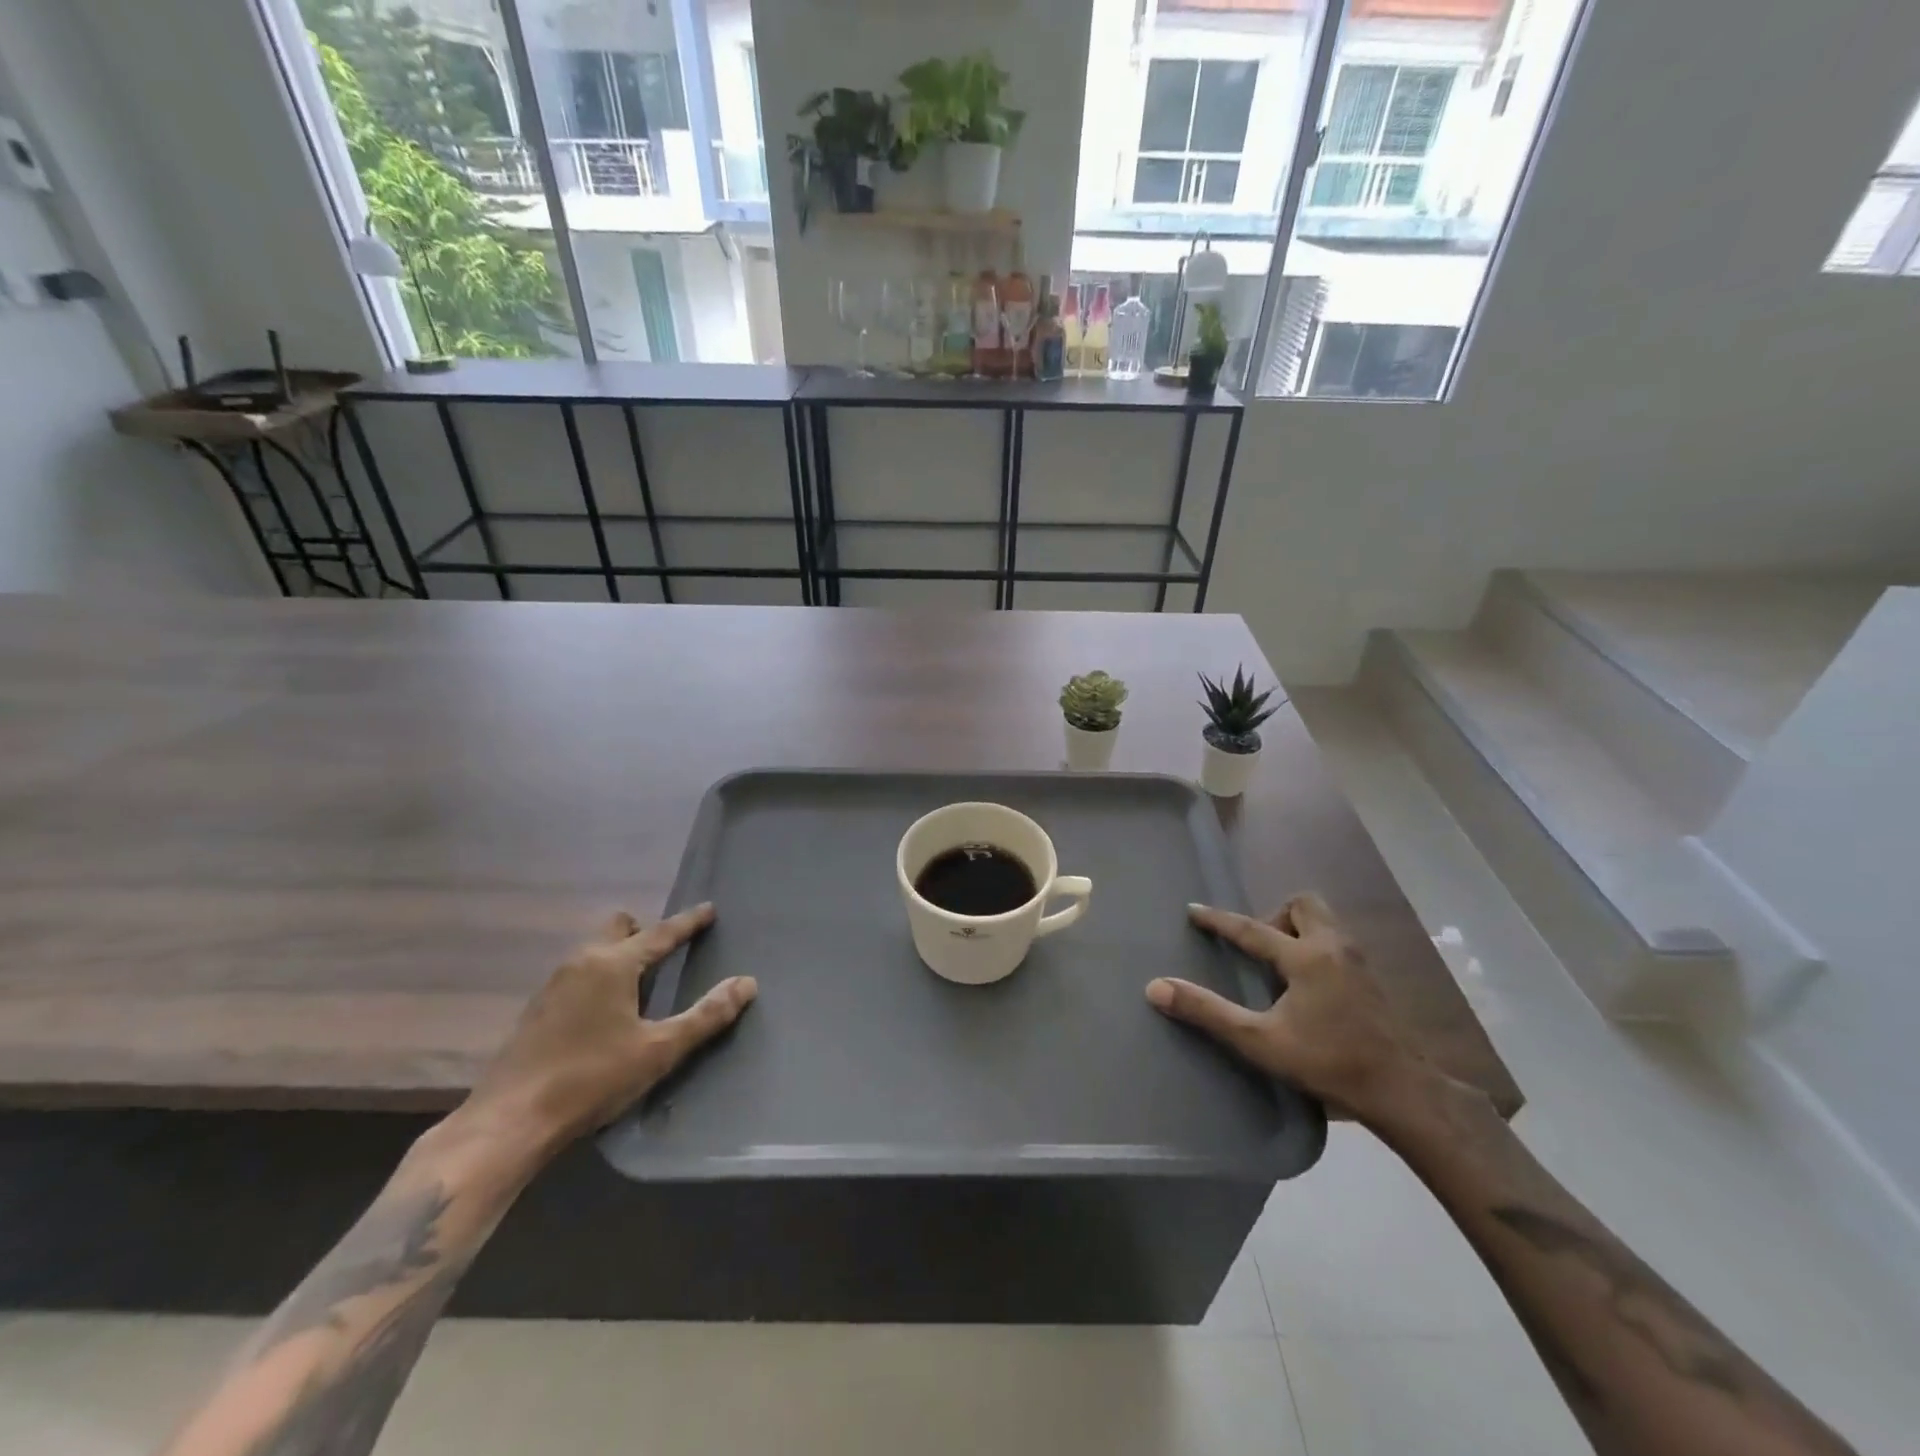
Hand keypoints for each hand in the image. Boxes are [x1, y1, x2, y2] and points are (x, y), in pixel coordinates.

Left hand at [459, 905, 756, 1157]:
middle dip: (645, 932)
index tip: (709, 909)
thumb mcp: (659, 1050)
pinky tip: (606, 1011)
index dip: (689, 922)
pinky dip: (600, 977)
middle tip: (668, 952)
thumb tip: (747, 983)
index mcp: (614, 964)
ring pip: (595, 950)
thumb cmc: (592, 1079)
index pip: (661, 933)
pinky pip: (579, 973)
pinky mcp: (538, 1009)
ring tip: (642, 982)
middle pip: (619, 928)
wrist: (508, 1123)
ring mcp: (554, 984)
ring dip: (621, 954)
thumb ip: (706, 1015)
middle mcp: (582, 962)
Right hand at [1146, 893, 1431, 1121]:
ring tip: (1279, 965)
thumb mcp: (1259, 1041)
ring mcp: (1358, 962)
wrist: (1402, 1093)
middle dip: (1274, 915)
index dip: (1218, 920)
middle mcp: (1333, 947)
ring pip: (1324, 921)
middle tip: (1259, 948)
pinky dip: (1315, 948)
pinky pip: (1337, 942)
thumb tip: (1156, 988)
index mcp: (1305, 957)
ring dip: (1297, 930)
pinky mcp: (1372, 980)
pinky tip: (1307, 985)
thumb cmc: (1328, 1063)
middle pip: (1302, 905)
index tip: (1193, 911)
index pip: (1251, 928)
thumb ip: (1207, 1012)